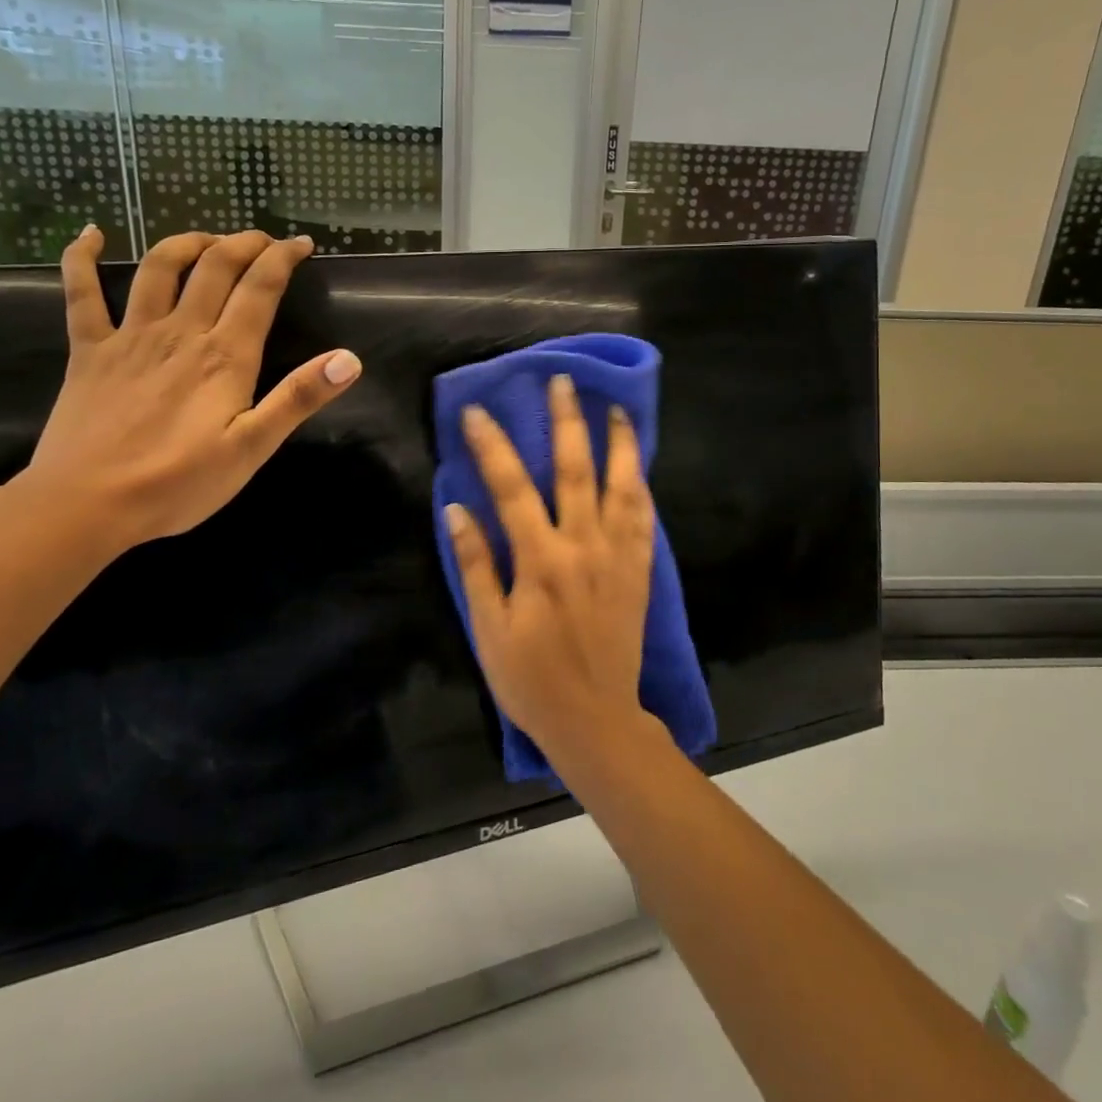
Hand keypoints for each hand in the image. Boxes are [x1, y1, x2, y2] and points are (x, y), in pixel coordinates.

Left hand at [17, 225, 360, 555]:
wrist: (86, 505)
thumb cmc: (178, 483)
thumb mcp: (253, 448)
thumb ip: (299, 398)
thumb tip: (349, 359)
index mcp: (225, 355)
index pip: (260, 288)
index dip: (283, 258)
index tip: (302, 244)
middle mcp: (181, 332)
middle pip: (214, 265)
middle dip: (244, 242)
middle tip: (264, 240)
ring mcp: (130, 336)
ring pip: (158, 268)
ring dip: (187, 242)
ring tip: (208, 239)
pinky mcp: (88, 351)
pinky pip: (82, 293)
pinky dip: (82, 257)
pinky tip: (91, 235)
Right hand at [444, 376, 657, 764]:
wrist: (596, 719)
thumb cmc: (531, 679)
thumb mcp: (489, 629)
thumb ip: (475, 566)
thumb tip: (457, 510)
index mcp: (540, 561)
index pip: (512, 489)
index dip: (492, 446)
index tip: (478, 411)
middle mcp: (583, 547)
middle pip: (575, 471)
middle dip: (566, 422)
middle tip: (562, 381)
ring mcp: (617, 556)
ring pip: (620, 486)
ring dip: (616, 443)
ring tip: (615, 407)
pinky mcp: (639, 571)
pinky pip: (644, 518)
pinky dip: (641, 485)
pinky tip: (638, 464)